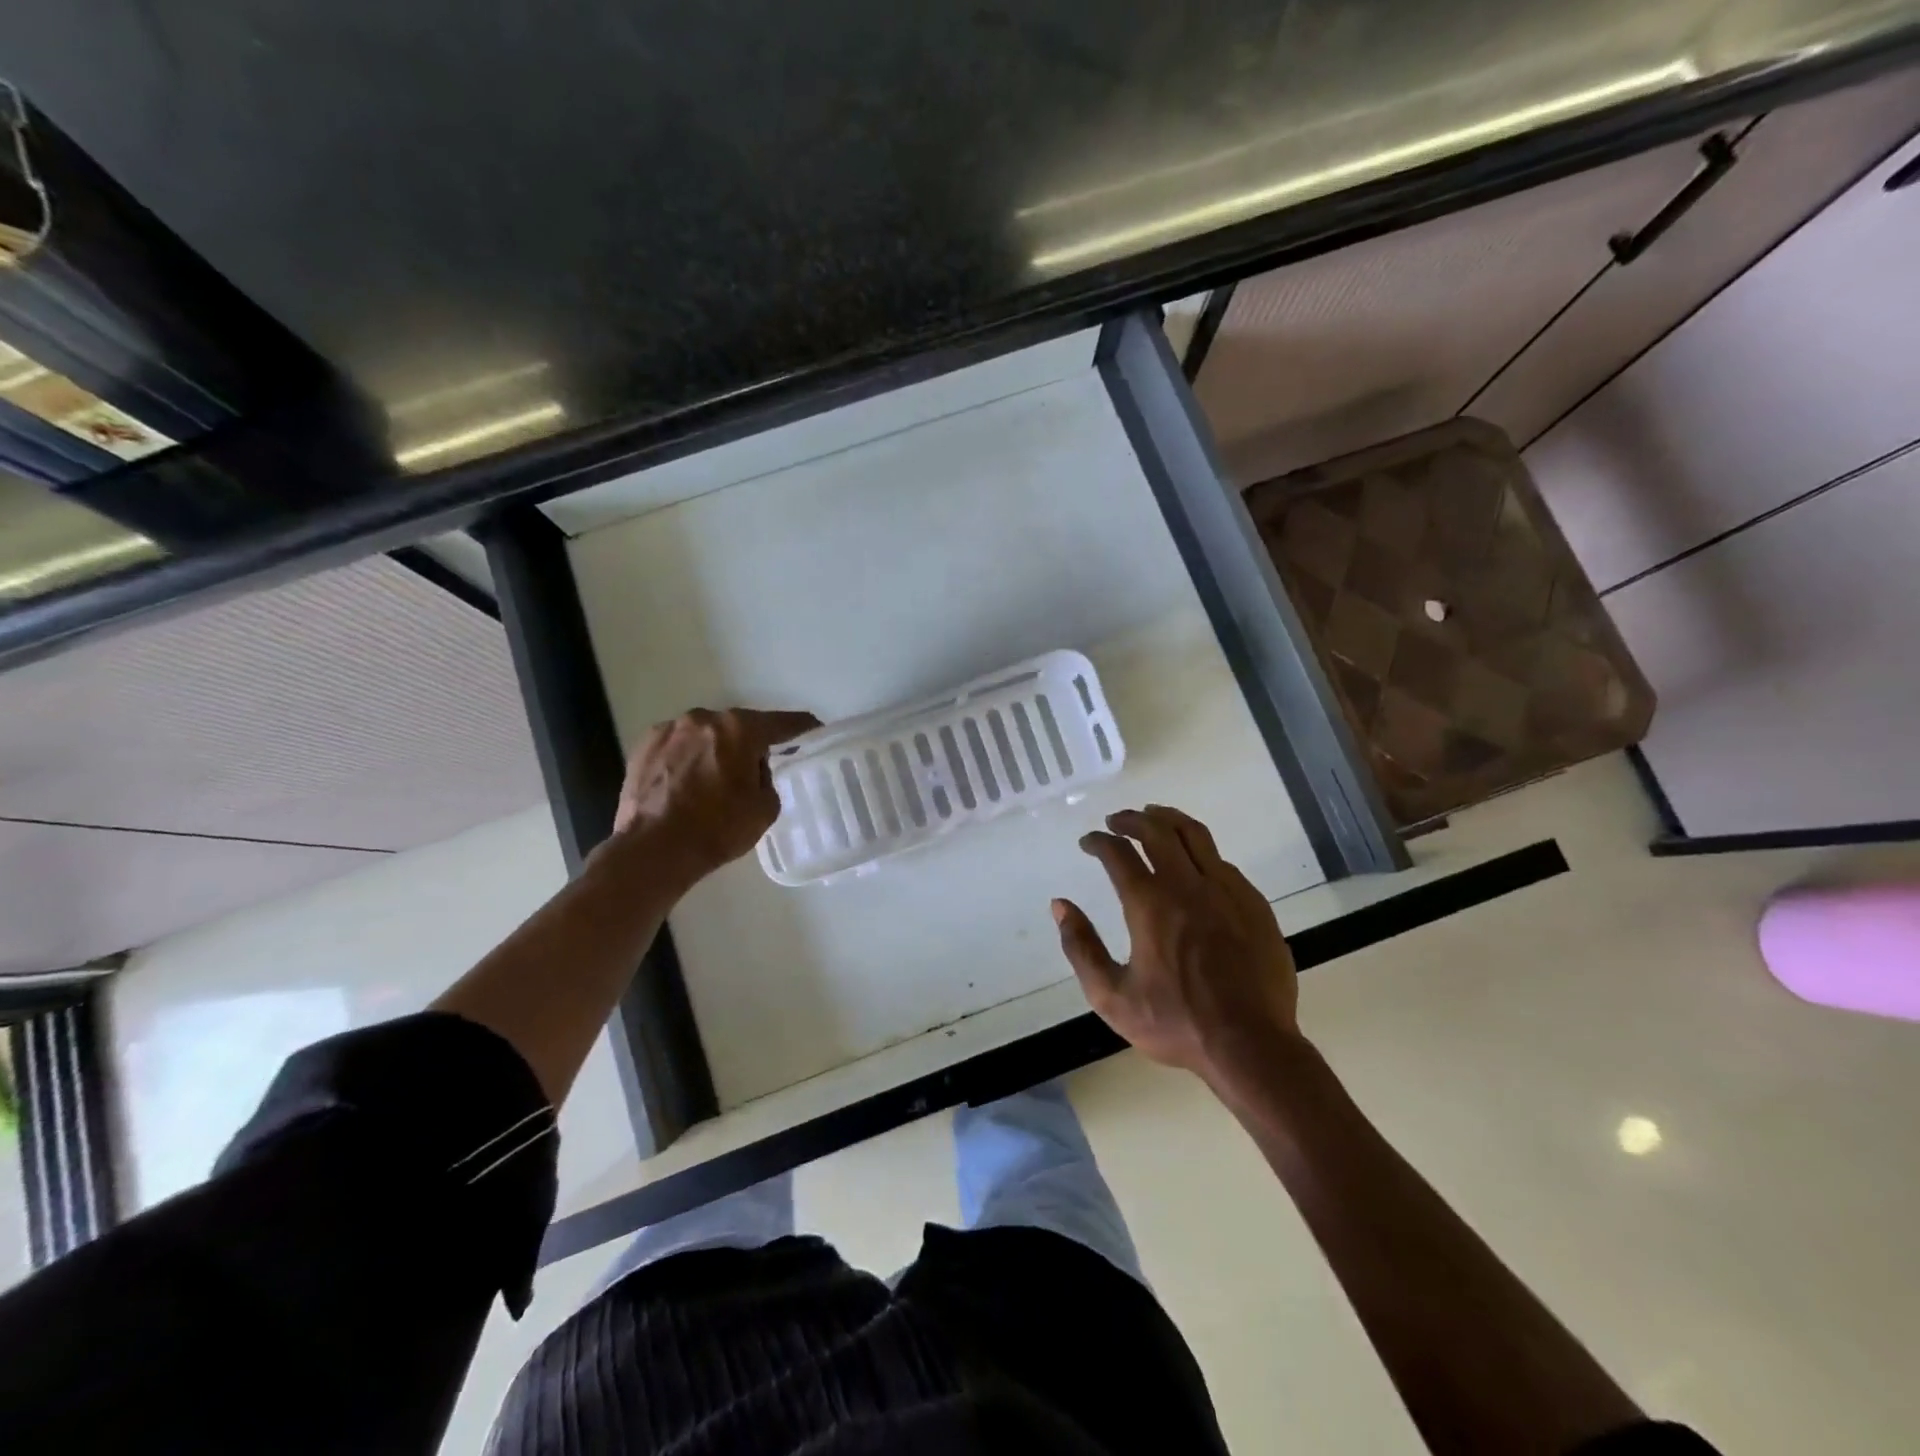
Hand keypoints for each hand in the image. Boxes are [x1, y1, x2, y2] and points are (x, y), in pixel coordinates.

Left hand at [610, 707, 819, 882]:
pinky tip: (687, 783)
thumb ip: (767, 779)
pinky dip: (687, 758)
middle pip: (738, 726)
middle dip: (749, 743)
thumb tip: (753, 769)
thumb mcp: (765, 808)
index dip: (801, 727)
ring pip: (705, 735)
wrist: (652, 849)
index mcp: (739, 729)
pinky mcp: (643, 746)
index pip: (781, 723)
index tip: (814, 728)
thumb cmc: (716, 828)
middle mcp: (704, 719)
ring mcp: (670, 730)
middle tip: (756, 768)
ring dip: (715, 750)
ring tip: (715, 779)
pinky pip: (678, 746)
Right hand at [1053, 804, 1299, 1079]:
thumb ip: (1081, 948)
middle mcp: (1187, 885)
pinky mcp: (1253, 903)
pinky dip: (1200, 851)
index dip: (1098, 841)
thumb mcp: (1112, 997)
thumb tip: (1060, 906)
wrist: (1252, 1045)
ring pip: (1195, 835)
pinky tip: (1195, 863)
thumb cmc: (1177, 1023)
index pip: (1118, 853)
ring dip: (1169, 820)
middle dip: (1131, 819)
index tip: (1088, 842)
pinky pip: (1222, 862)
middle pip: (1157, 830)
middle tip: (1116, 821)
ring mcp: (1226, 890)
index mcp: (1150, 904)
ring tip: (1154, 817)